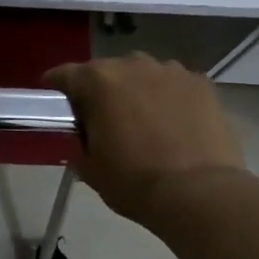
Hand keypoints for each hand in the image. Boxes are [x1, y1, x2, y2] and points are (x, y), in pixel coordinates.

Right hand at [45, 54, 246, 221]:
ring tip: (143, 121)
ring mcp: (172, 71)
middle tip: (103, 120)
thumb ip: (81, 142)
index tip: (57, 105)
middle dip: (100, 91)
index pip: (64, 75)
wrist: (198, 193)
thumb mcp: (90, 167)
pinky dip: (169, 98)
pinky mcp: (202, 84)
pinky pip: (175, 85)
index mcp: (98, 81)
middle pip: (106, 71)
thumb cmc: (134, 181)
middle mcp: (133, 65)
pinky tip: (174, 123)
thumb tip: (87, 137)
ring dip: (137, 91)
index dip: (56, 89)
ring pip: (143, 75)